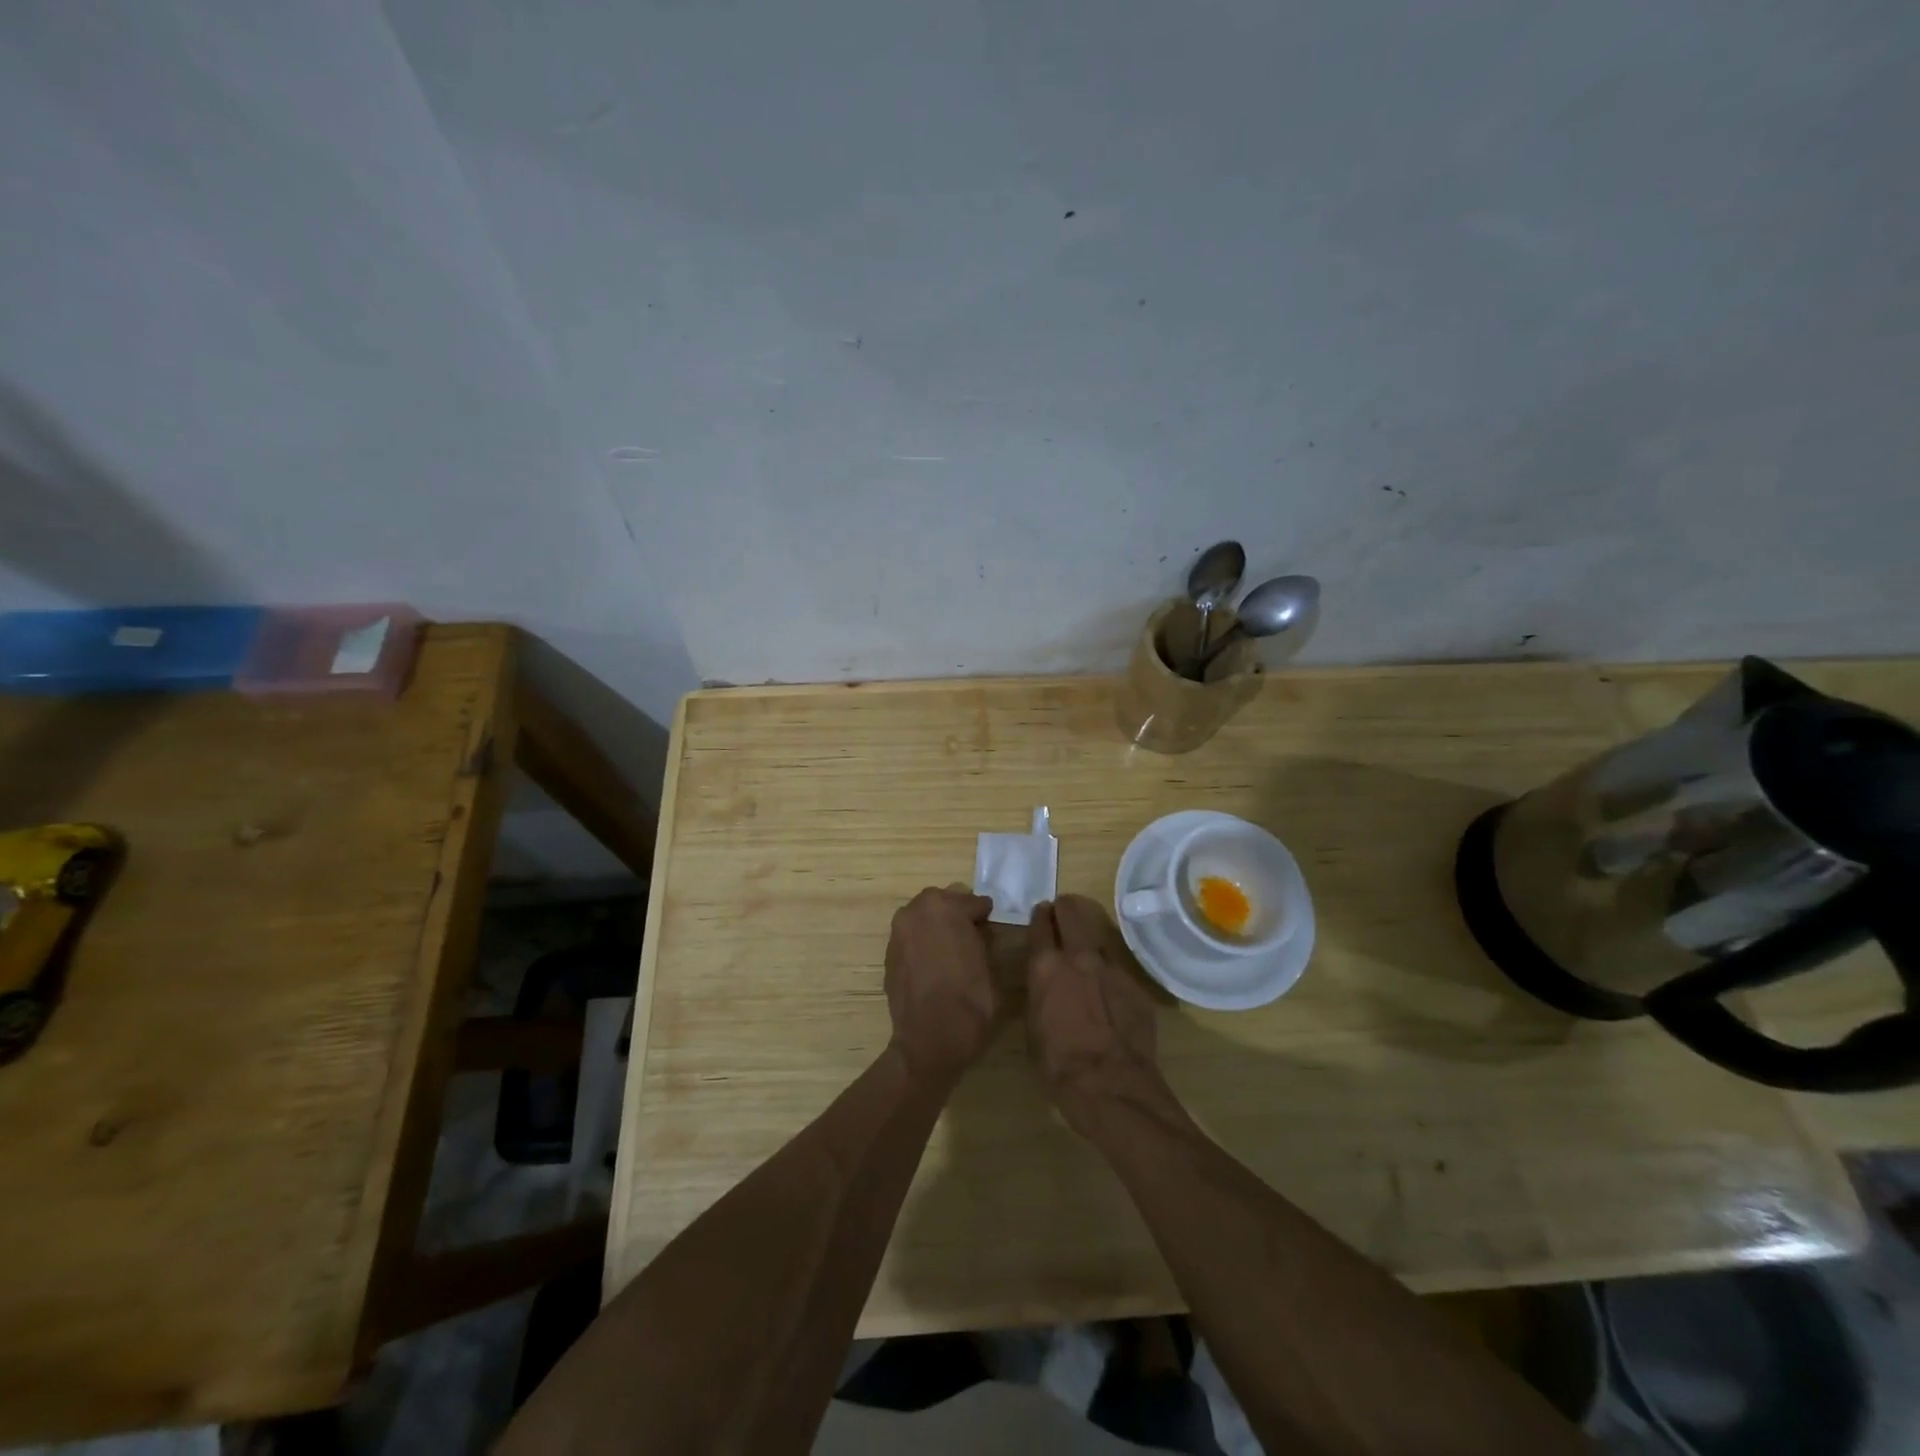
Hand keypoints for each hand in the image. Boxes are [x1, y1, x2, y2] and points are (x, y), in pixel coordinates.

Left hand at [885, 886, 1002, 1083]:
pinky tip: (934, 964)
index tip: (990, 923)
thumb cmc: (970, 998)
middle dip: (956, 914)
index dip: (983, 914)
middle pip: (941, 902)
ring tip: (951, 949)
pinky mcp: (889, 955)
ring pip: (922, 919)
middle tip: (971, 933)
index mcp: (945, 907)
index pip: (971, 901)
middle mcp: (916, 912)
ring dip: (936, 927)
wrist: (931, 1038)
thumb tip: (977, 932)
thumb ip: (981, 938)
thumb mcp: (989, 963)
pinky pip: (911, 939)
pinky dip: (922, 944)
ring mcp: (898, 933)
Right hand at [1026, 896, 1168, 1134]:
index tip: (1041, 911)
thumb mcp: (1033, 1028)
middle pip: (1072, 915)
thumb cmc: (1059, 1064)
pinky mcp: (1135, 986)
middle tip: (1062, 909)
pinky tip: (1109, 989)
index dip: (1040, 916)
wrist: (1111, 1084)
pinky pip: (1119, 970)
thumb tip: (1045, 986)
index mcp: (1045, 967)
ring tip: (1086, 944)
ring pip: (1099, 937)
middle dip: (1065, 909)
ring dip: (1089, 937)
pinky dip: (1110, 972)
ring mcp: (1111, 968)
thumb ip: (1040, 995)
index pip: (1040, 926)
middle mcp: (1078, 957)